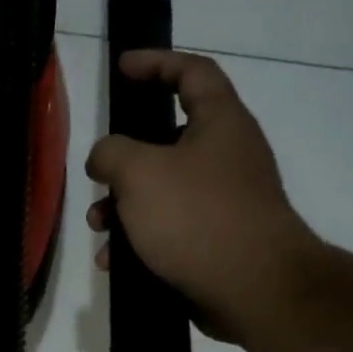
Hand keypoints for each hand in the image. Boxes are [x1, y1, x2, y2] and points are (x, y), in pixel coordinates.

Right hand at [86, 50, 318, 340]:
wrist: (254, 289)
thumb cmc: (197, 217)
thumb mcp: (140, 173)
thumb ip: (111, 152)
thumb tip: (105, 157)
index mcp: (220, 123)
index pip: (192, 72)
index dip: (157, 62)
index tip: (122, 67)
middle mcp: (226, 155)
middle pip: (167, 139)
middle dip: (124, 159)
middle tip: (98, 174)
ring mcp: (224, 200)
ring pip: (162, 189)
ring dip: (123, 205)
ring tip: (99, 228)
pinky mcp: (216, 239)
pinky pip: (169, 227)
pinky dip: (139, 238)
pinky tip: (114, 261)